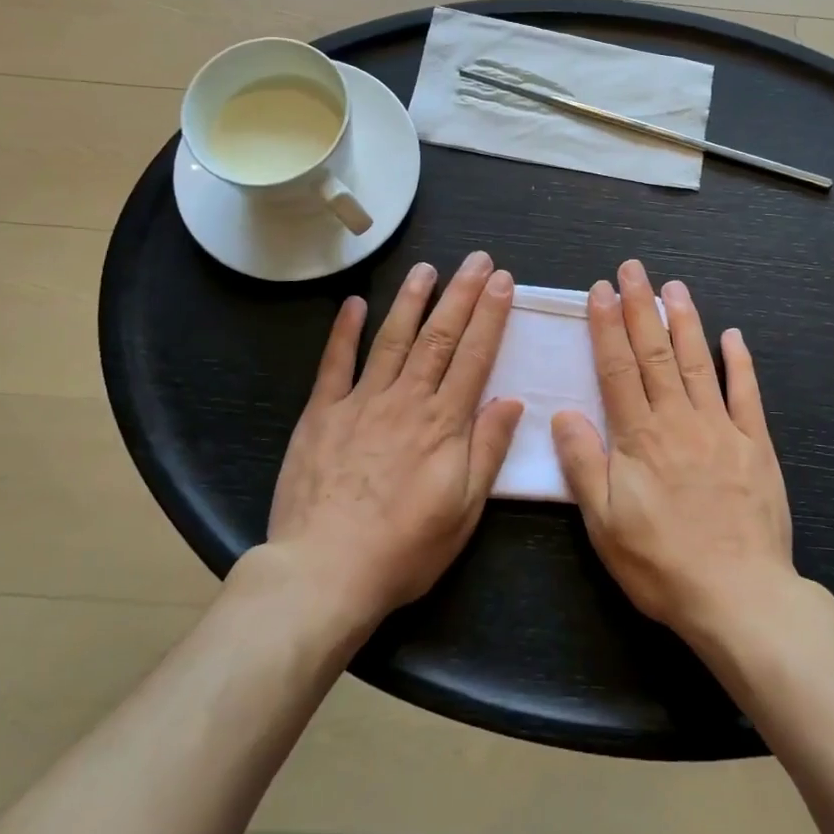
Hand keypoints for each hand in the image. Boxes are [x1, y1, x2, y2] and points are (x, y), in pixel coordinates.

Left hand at [265, 252, 523, 634]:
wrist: (324, 572)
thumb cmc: (403, 549)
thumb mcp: (463, 510)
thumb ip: (487, 450)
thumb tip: (512, 400)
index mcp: (443, 424)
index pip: (474, 356)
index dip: (491, 315)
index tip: (502, 282)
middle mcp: (406, 400)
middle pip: (438, 336)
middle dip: (461, 294)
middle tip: (477, 260)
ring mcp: (360, 402)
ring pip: (392, 339)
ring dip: (411, 300)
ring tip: (427, 268)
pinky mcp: (321, 413)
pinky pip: (334, 364)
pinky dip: (344, 331)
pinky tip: (353, 303)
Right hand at [551, 260, 796, 645]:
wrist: (738, 596)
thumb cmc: (661, 563)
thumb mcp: (604, 524)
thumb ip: (583, 464)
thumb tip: (561, 414)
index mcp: (639, 437)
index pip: (617, 368)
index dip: (607, 327)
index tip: (601, 291)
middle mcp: (678, 420)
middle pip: (656, 353)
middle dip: (642, 307)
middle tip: (634, 269)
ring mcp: (720, 428)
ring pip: (699, 362)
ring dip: (685, 321)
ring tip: (674, 286)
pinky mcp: (755, 444)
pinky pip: (746, 394)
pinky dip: (740, 361)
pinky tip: (733, 334)